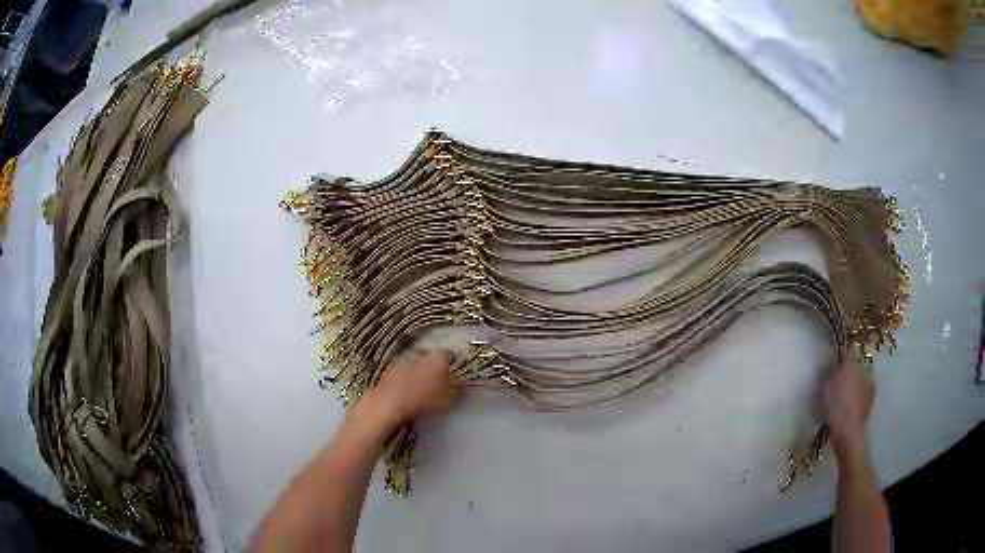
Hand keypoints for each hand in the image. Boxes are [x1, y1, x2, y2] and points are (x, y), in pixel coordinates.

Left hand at [368, 348, 460, 424]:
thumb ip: (457, 390)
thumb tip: (460, 385)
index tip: (451, 374)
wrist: (391, 403)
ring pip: (412, 368)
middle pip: (428, 361)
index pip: (447, 355)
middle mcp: (419, 355)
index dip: (450, 363)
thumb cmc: (425, 399)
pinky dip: (402, 383)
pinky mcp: (387, 372)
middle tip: (434, 386)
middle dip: (431, 371)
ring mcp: (401, 362)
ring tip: (417, 393)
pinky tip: (403, 396)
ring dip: (415, 377)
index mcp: (437, 358)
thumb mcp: (449, 399)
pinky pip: (399, 377)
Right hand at [822, 358, 874, 454]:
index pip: (844, 355)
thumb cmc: (834, 409)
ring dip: (854, 382)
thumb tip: (832, 362)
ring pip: (859, 376)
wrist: (849, 430)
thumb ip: (829, 373)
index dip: (837, 361)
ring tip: (845, 395)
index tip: (830, 370)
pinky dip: (859, 392)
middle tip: (837, 384)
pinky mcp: (872, 394)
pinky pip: (864, 388)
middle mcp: (863, 368)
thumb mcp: (825, 389)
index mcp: (850, 363)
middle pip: (853, 365)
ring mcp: (869, 381)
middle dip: (847, 372)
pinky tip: (852, 403)